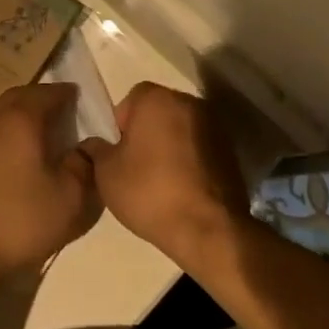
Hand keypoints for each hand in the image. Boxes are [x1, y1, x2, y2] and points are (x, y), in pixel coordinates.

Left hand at [0, 83, 101, 276]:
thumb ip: (83, 164)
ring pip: (1, 111)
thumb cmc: (21, 220)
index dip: (66, 93)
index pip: (47, 94)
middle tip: (63, 109)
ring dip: (22, 112)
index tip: (80, 98)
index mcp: (20, 120)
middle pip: (20, 95)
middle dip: (42, 97)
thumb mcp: (69, 197)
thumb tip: (87, 145)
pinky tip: (16, 152)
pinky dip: (7, 129)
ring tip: (42, 130)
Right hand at [78, 83, 246, 266]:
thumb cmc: (149, 192)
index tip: (118, 153)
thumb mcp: (105, 172)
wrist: (208, 229)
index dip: (120, 126)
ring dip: (169, 146)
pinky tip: (182, 189)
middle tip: (135, 166)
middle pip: (158, 112)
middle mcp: (189, 103)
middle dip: (146, 132)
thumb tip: (97, 145)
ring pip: (180, 130)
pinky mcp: (232, 152)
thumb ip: (97, 149)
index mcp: (157, 99)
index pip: (130, 100)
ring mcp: (215, 126)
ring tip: (159, 181)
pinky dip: (190, 161)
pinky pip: (200, 148)